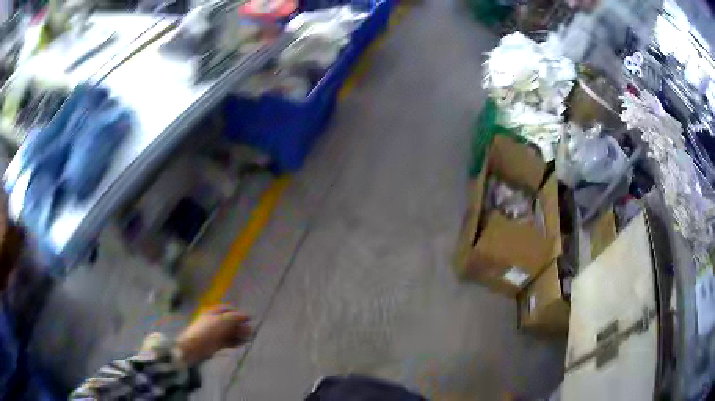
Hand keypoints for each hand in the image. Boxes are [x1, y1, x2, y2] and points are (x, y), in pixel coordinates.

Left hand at [175, 306, 251, 364]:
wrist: (194, 347)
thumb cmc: (207, 331)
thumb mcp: (221, 321)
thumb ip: (234, 317)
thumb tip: (246, 315)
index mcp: (213, 312)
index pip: (228, 309)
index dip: (238, 313)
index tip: (249, 319)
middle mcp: (215, 321)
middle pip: (230, 322)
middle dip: (240, 325)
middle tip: (250, 331)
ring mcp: (216, 333)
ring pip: (230, 332)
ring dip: (239, 334)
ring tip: (248, 339)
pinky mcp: (217, 344)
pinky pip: (228, 341)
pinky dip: (235, 342)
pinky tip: (242, 344)